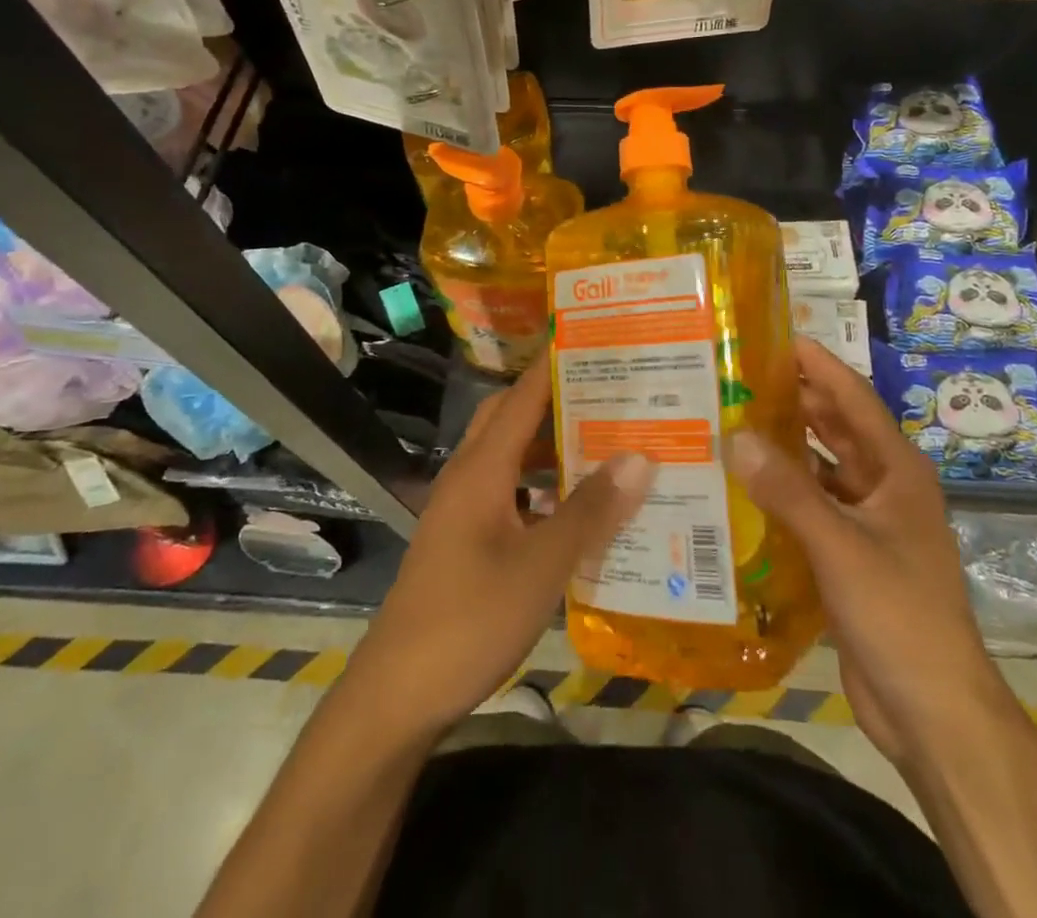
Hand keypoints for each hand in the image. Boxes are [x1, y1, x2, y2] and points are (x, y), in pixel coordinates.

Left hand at [344, 357, 651, 739]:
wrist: (397, 695)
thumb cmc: (469, 620)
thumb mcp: (540, 567)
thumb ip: (589, 512)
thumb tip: (639, 457)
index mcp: (480, 469)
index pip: (522, 398)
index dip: (554, 366)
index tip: (593, 341)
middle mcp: (468, 477)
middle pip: (510, 418)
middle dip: (555, 399)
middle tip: (610, 392)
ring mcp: (462, 510)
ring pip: (509, 457)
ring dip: (549, 445)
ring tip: (604, 441)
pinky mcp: (465, 541)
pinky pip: (508, 493)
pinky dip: (540, 486)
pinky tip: (575, 508)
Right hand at [727, 338, 996, 763]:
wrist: (932, 710)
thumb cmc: (899, 613)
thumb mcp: (841, 546)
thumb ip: (788, 491)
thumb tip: (735, 435)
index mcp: (897, 470)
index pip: (854, 399)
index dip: (819, 365)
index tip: (776, 337)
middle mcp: (884, 486)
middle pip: (836, 428)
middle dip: (795, 400)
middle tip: (740, 376)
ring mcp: (868, 521)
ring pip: (821, 468)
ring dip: (785, 446)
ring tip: (732, 419)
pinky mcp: (849, 554)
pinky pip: (811, 506)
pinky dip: (782, 491)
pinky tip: (742, 484)